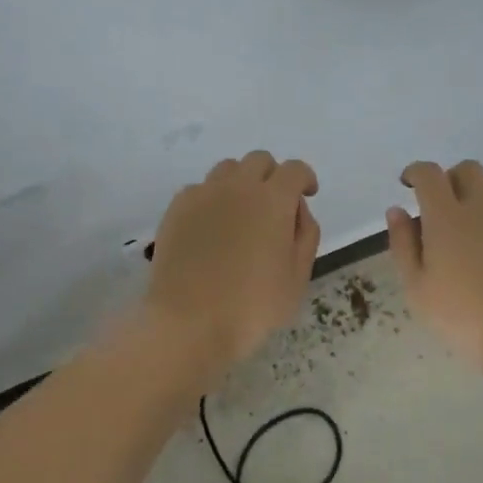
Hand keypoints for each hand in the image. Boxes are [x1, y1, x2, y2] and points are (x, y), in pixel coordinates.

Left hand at [144, 150, 321, 365]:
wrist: (188, 322)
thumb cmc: (252, 306)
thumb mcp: (297, 278)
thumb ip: (305, 235)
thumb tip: (297, 210)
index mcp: (273, 200)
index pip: (294, 170)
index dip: (304, 178)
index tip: (306, 194)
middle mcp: (238, 186)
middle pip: (259, 160)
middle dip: (272, 176)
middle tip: (274, 206)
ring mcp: (203, 194)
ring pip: (227, 169)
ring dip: (240, 182)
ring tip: (240, 213)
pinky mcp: (176, 208)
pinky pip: (199, 189)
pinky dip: (211, 199)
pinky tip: (210, 227)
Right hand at [386, 159, 482, 363]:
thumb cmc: (463, 317)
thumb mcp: (416, 289)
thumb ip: (403, 245)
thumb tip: (397, 210)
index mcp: (445, 216)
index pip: (429, 174)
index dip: (416, 172)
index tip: (408, 184)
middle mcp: (482, 207)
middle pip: (468, 169)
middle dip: (452, 179)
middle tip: (444, 205)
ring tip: (478, 219)